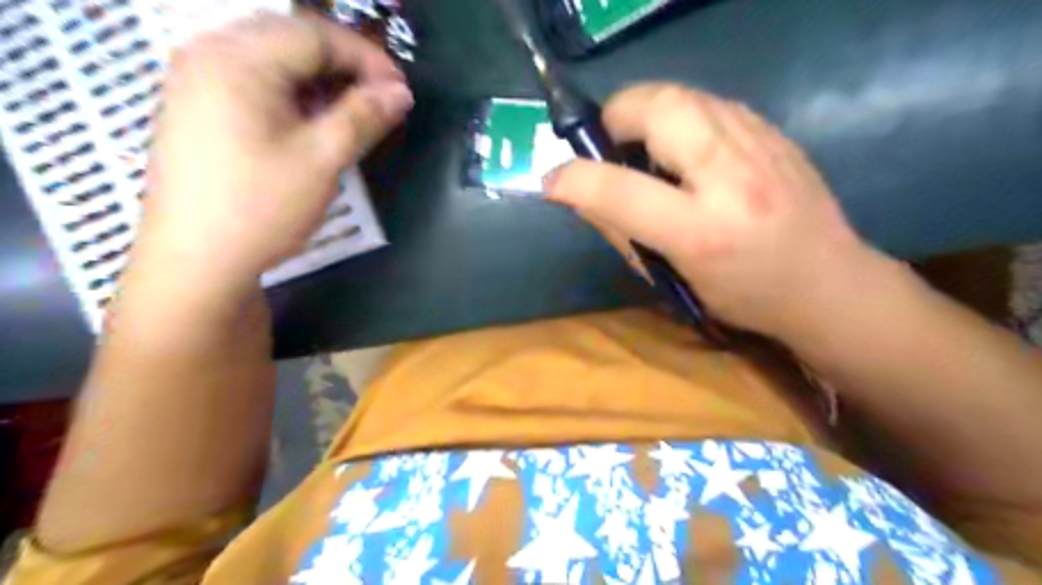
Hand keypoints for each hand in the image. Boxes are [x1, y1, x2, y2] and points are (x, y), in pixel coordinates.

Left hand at [134, 11, 412, 297]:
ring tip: (355, 110)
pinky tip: (315, 119)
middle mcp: (209, 54)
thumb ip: (363, 117)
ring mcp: (198, 80)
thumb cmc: (261, 207)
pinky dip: (294, 92)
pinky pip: (255, 81)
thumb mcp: (322, 160)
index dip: (367, 57)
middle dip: (344, 64)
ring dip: (321, 79)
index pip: (315, 34)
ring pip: (274, 59)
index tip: (401, 90)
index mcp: (237, 59)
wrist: (197, 261)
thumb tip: (401, 92)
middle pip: (292, 39)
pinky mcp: (199, 107)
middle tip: (381, 98)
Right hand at [546, 82, 876, 338]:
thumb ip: (620, 232)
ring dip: (646, 114)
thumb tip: (579, 194)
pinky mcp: (772, 130)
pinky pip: (708, 103)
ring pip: (681, 93)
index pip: (618, 188)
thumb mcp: (673, 279)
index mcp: (702, 231)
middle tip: (610, 148)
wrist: (830, 283)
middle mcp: (732, 177)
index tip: (552, 180)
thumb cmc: (744, 297)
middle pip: (657, 106)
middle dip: (616, 117)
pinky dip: (679, 118)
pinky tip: (686, 152)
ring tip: (647, 151)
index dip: (572, 179)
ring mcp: (759, 144)